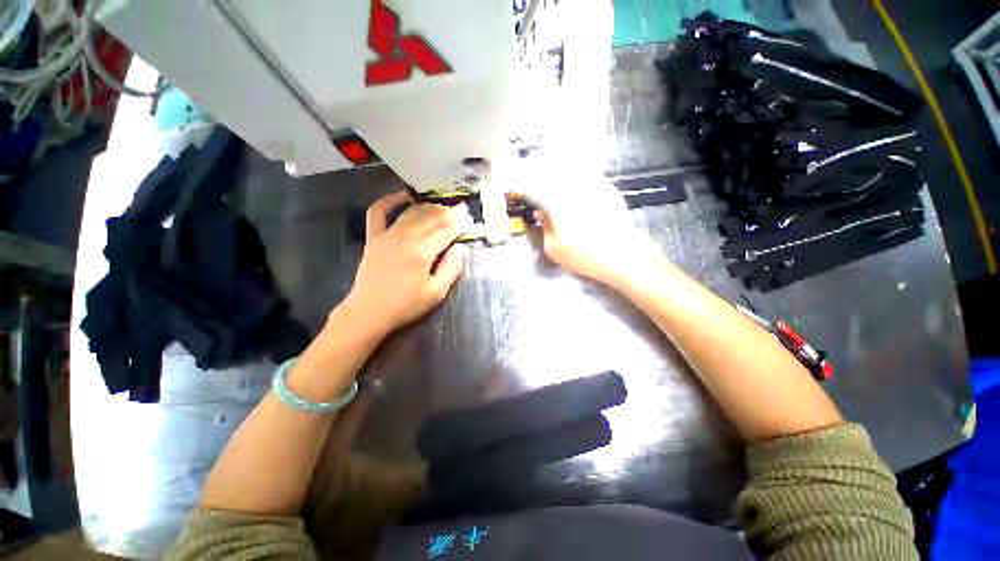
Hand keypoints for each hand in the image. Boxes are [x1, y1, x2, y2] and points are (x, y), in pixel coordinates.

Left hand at [343, 192, 471, 335]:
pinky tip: (402, 196)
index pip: (446, 230)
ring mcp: (387, 235)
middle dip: (449, 212)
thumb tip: (461, 248)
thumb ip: (451, 268)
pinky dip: (389, 201)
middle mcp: (406, 237)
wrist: (369, 311)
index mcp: (423, 251)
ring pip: (412, 212)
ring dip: (429, 207)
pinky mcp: (373, 237)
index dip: (459, 223)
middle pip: (431, 217)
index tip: (469, 219)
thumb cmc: (406, 305)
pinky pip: (378, 212)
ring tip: (442, 208)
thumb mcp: (436, 292)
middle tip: (461, 210)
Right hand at [517, 175, 662, 286]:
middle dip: (533, 175)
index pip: (531, 189)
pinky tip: (570, 178)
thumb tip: (540, 213)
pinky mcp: (605, 188)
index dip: (518, 189)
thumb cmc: (583, 255)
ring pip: (567, 168)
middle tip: (527, 182)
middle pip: (547, 171)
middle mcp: (572, 186)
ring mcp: (591, 184)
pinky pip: (585, 174)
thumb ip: (543, 227)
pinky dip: (573, 173)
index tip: (511, 192)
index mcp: (555, 201)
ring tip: (543, 173)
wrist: (622, 255)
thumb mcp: (553, 248)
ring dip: (552, 170)